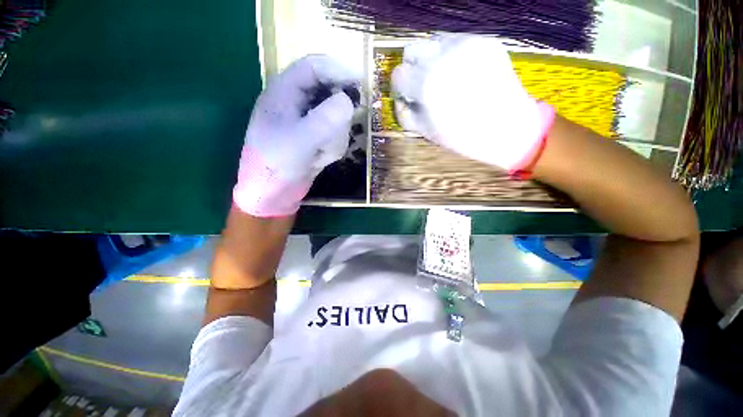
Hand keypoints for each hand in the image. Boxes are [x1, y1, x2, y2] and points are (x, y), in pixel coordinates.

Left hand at [233, 55, 359, 216]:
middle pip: (330, 92)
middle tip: (341, 129)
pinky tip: (321, 159)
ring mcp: (307, 122)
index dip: (338, 70)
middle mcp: (296, 103)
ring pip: (336, 117)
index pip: (314, 67)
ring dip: (335, 136)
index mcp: (284, 93)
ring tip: (321, 153)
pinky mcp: (315, 138)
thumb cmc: (276, 165)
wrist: (273, 194)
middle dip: (338, 114)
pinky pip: (335, 135)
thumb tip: (348, 101)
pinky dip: (333, 147)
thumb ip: (324, 120)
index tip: (361, 83)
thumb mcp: (300, 141)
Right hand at [392, 36, 554, 172]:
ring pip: (431, 41)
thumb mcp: (426, 132)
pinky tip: (460, 73)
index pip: (398, 75)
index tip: (407, 96)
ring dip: (430, 59)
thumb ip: (405, 115)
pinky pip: (455, 42)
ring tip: (442, 78)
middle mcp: (443, 58)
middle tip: (421, 85)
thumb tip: (399, 100)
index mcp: (427, 85)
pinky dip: (450, 56)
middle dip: (411, 68)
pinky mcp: (483, 41)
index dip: (399, 87)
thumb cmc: (463, 137)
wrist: (508, 129)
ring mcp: (466, 45)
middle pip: (410, 49)